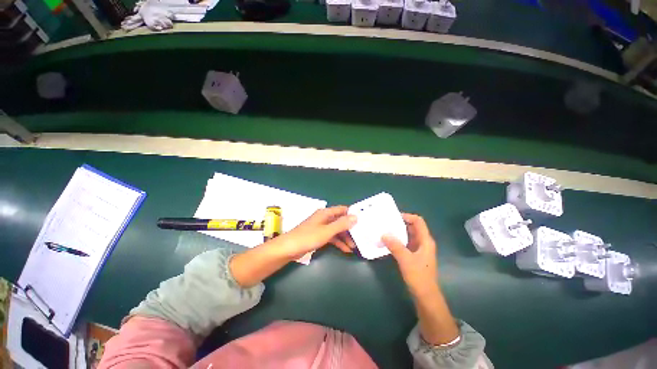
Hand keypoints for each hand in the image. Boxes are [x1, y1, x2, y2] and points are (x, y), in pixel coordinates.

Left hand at [277, 206, 356, 259]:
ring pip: (337, 230)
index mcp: (326, 213)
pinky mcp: (319, 235)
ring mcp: (321, 227)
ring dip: (345, 237)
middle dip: (350, 229)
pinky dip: (338, 242)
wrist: (289, 248)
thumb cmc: (308, 237)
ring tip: (355, 246)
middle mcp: (324, 218)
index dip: (352, 214)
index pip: (342, 209)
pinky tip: (345, 250)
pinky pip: (332, 237)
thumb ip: (341, 224)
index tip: (363, 220)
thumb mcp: (327, 231)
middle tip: (360, 237)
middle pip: (341, 221)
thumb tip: (356, 216)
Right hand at [382, 213, 437, 296]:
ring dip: (398, 232)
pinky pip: (405, 243)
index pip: (418, 221)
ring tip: (385, 230)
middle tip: (386, 222)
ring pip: (408, 235)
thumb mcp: (405, 260)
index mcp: (425, 241)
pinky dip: (397, 240)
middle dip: (400, 223)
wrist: (425, 296)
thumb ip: (395, 246)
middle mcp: (423, 242)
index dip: (407, 216)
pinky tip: (388, 242)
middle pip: (412, 227)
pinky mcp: (414, 255)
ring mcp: (418, 249)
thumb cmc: (419, 276)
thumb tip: (384, 233)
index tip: (394, 216)